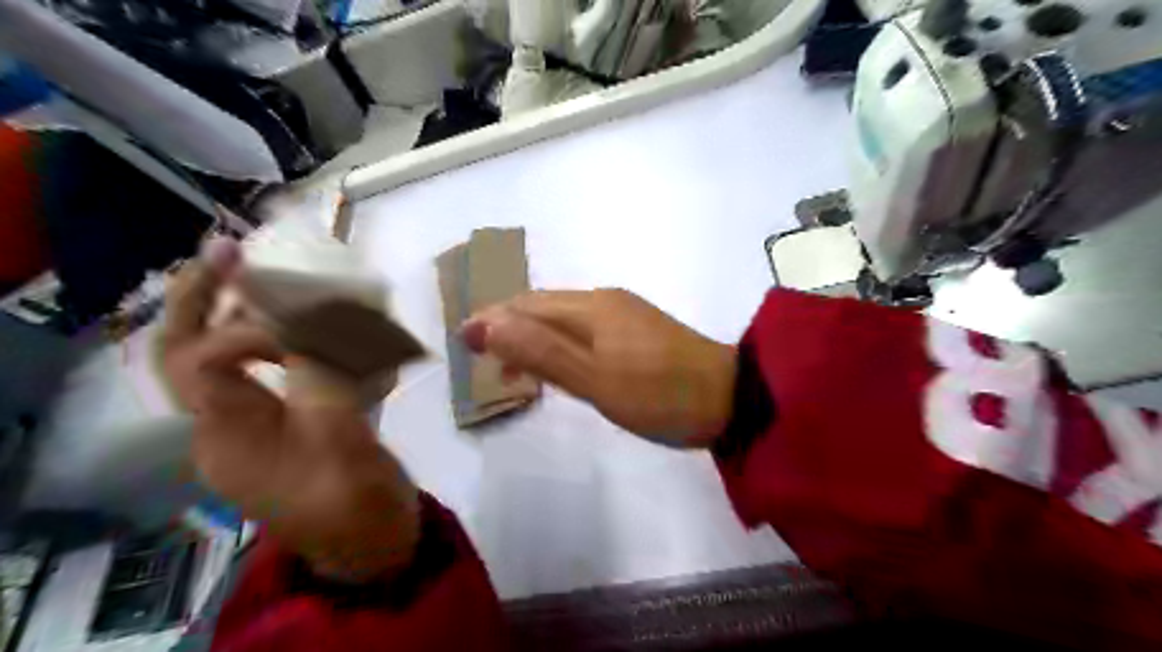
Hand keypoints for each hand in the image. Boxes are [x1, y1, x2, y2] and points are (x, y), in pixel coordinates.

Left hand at [159, 237, 419, 579]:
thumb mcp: (340, 437)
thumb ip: (321, 373)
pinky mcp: (292, 426)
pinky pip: (277, 374)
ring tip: (261, 277)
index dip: (253, 326)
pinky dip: (290, 343)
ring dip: (241, 315)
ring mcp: (259, 426)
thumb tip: (313, 320)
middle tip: (226, 252)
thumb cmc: (354, 501)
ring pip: (230, 360)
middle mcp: (228, 425)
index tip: (312, 319)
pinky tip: (315, 328)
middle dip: (202, 300)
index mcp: (228, 434)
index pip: (207, 359)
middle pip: (187, 354)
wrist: (374, 547)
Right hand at [464, 290, 732, 446]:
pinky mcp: (639, 332)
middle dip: (510, 326)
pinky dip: (561, 344)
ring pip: (565, 319)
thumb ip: (541, 351)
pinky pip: (586, 330)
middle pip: (545, 307)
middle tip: (483, 357)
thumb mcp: (595, 379)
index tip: (463, 340)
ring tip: (512, 367)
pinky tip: (559, 366)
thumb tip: (486, 323)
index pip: (528, 305)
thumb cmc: (659, 394)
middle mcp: (605, 301)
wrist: (730, 399)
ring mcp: (625, 315)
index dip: (493, 319)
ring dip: (534, 336)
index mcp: (591, 307)